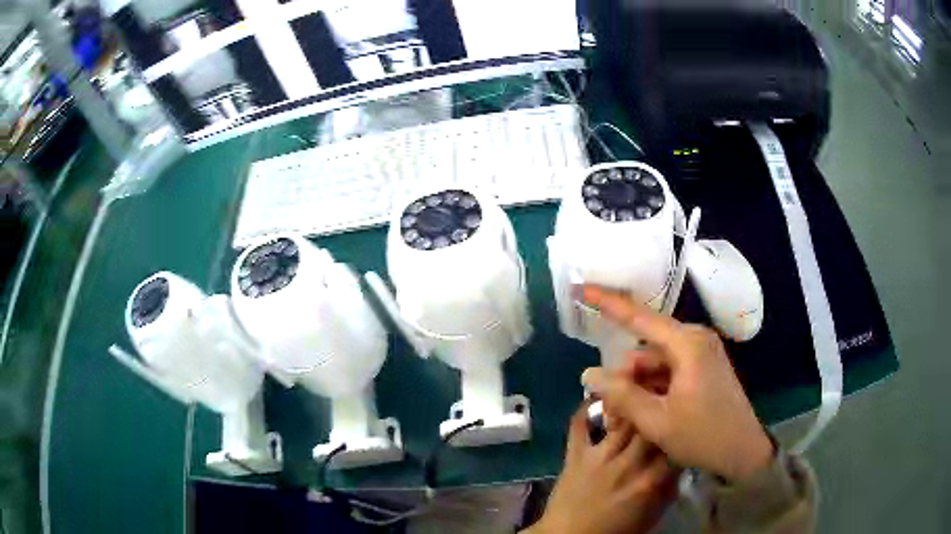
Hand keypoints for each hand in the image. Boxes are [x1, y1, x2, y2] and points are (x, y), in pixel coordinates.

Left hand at [527, 403, 678, 533]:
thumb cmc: (613, 531)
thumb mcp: (651, 515)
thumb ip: (669, 489)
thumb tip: (682, 462)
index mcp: (649, 481)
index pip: (674, 445)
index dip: (682, 425)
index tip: (687, 411)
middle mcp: (627, 464)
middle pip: (650, 425)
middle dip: (661, 402)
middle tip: (667, 388)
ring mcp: (598, 457)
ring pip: (621, 419)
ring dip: (631, 399)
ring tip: (640, 379)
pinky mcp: (574, 455)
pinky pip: (579, 426)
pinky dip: (586, 408)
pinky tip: (597, 392)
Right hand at [580, 285, 773, 483]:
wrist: (743, 452)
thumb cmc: (704, 436)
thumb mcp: (657, 421)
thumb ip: (622, 395)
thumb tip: (588, 374)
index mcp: (687, 345)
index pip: (640, 318)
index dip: (608, 303)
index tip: (583, 288)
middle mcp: (695, 340)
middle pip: (645, 348)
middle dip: (623, 375)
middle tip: (610, 410)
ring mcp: (701, 354)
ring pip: (654, 362)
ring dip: (637, 386)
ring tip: (626, 419)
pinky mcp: (702, 368)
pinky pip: (668, 371)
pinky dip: (652, 389)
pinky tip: (643, 414)